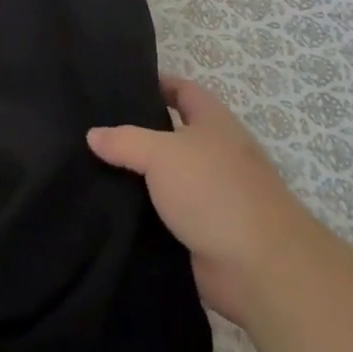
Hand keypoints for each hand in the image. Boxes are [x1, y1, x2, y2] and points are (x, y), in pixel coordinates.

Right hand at [88, 77, 306, 326]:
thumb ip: (125, 141)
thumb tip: (93, 134)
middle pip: (173, 133)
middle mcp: (216, 153)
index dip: (156, 83)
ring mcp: (213, 195)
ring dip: (138, 176)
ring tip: (92, 168)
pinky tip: (111, 210)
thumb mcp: (162, 154)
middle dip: (138, 131)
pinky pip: (167, 213)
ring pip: (167, 176)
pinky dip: (144, 212)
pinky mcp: (205, 232)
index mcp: (215, 122)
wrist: (259, 268)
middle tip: (94, 129)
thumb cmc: (214, 191)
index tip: (119, 85)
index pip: (184, 90)